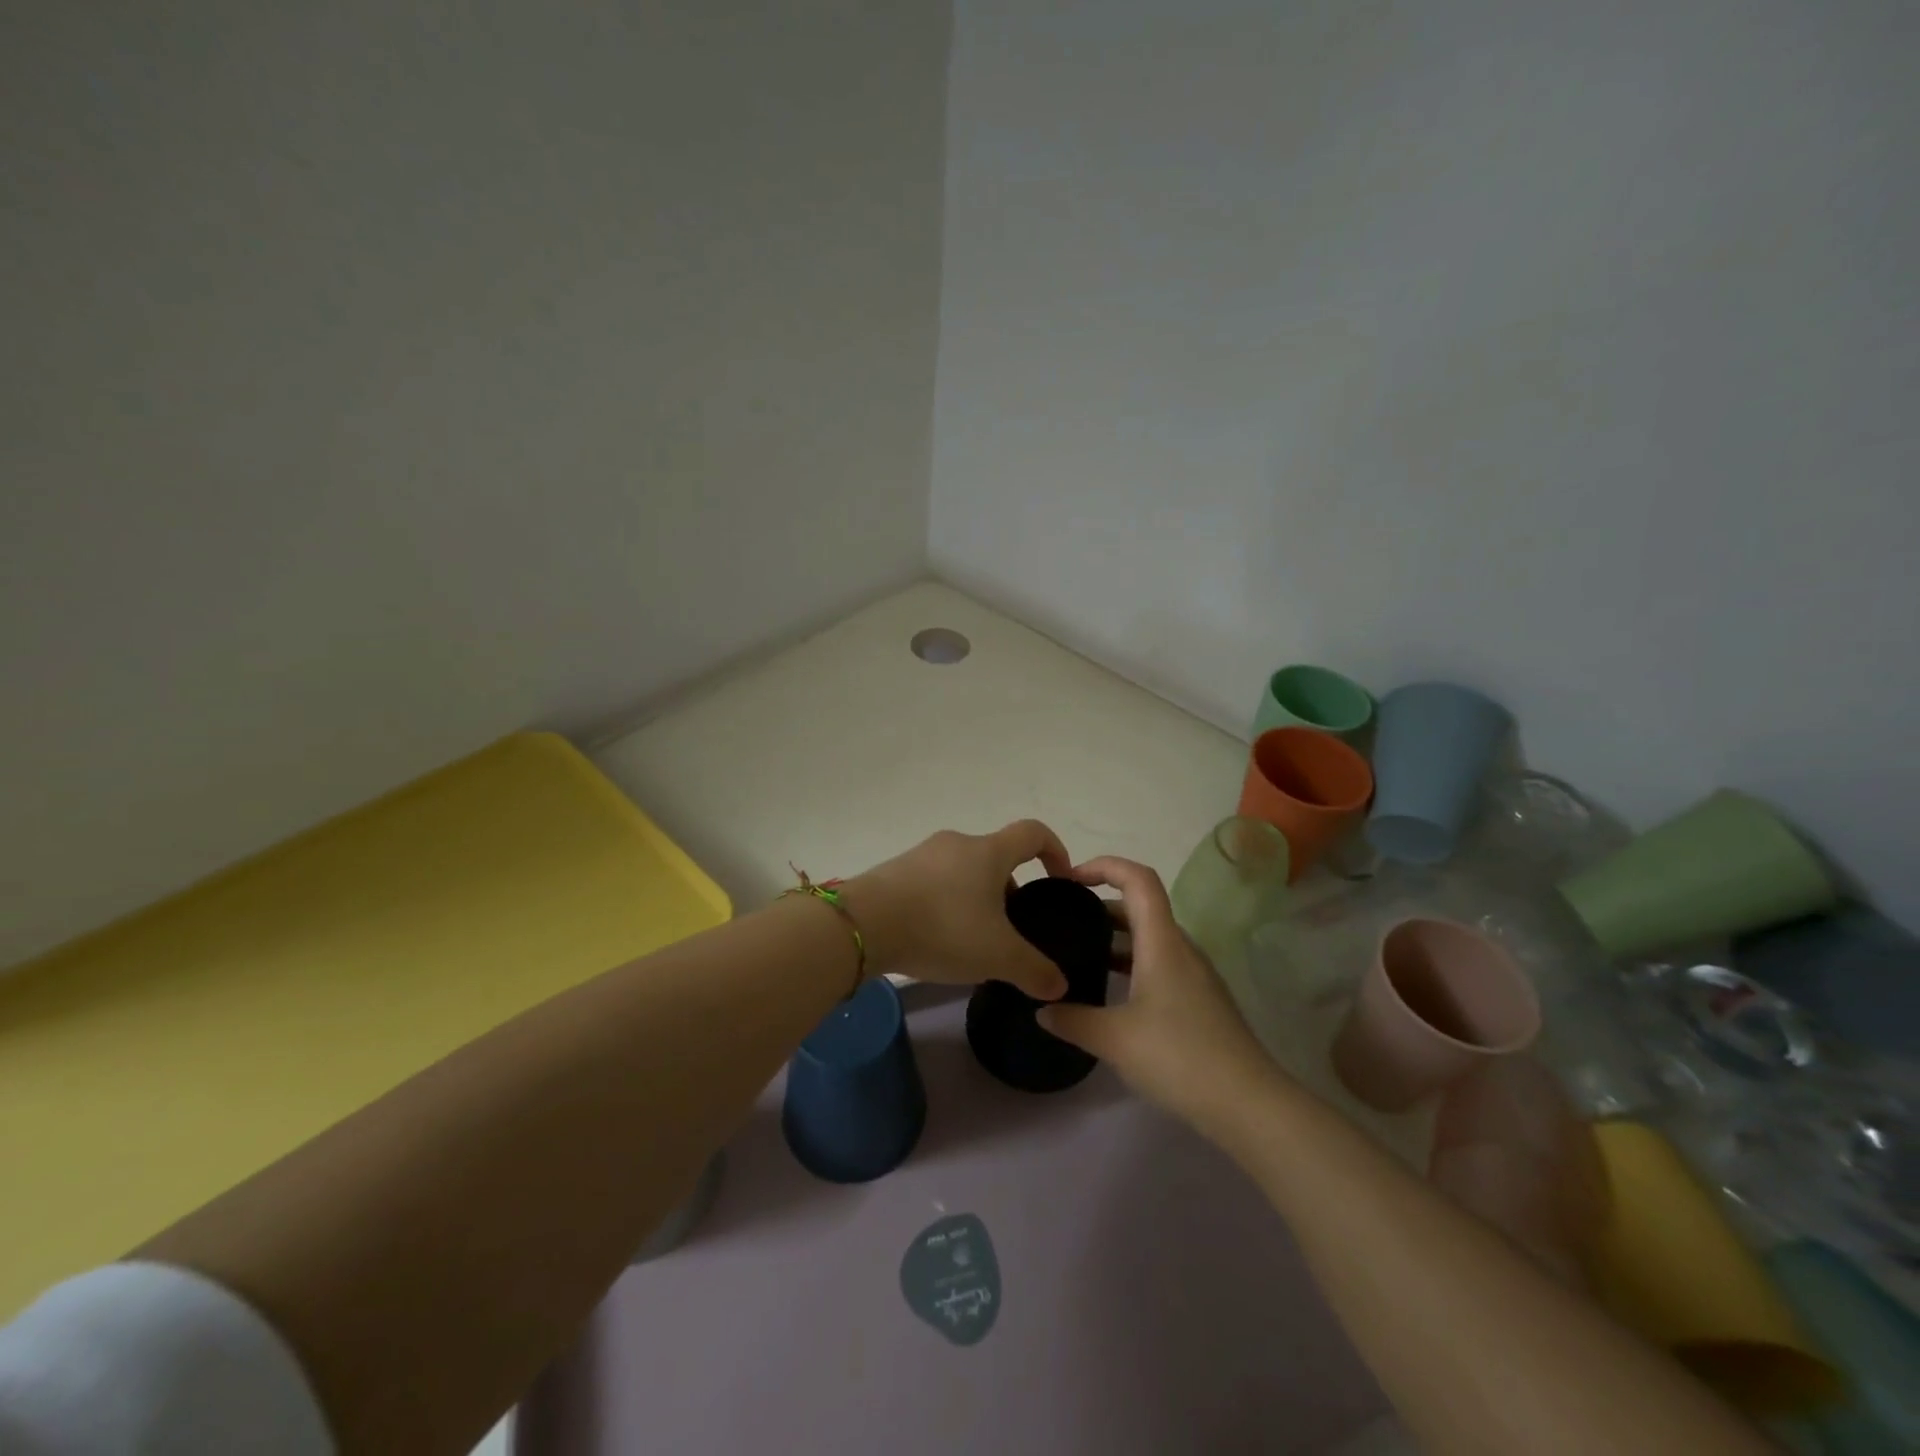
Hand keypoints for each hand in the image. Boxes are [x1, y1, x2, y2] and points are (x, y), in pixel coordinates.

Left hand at [842, 822, 1072, 999]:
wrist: (863, 925)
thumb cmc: (942, 928)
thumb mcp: (997, 956)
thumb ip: (1034, 970)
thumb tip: (1059, 985)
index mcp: (988, 851)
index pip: (1033, 832)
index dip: (1055, 851)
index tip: (1059, 881)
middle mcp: (957, 843)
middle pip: (996, 856)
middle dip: (1011, 888)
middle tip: (1012, 928)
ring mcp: (922, 854)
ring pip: (964, 870)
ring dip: (977, 897)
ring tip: (974, 939)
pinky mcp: (896, 870)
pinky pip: (934, 881)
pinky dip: (946, 902)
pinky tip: (938, 937)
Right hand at [1037, 856, 1282, 1136]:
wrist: (1248, 1104)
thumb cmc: (1178, 1057)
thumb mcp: (1113, 1039)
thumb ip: (1072, 1020)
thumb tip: (1042, 1010)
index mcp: (1162, 941)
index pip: (1138, 878)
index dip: (1105, 866)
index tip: (1071, 879)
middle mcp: (1181, 948)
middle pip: (1142, 906)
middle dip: (1101, 905)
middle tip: (1065, 919)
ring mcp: (1195, 974)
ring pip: (1151, 938)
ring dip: (1116, 938)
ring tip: (1079, 954)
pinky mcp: (1200, 1000)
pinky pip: (1160, 963)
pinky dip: (1131, 963)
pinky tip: (1111, 994)